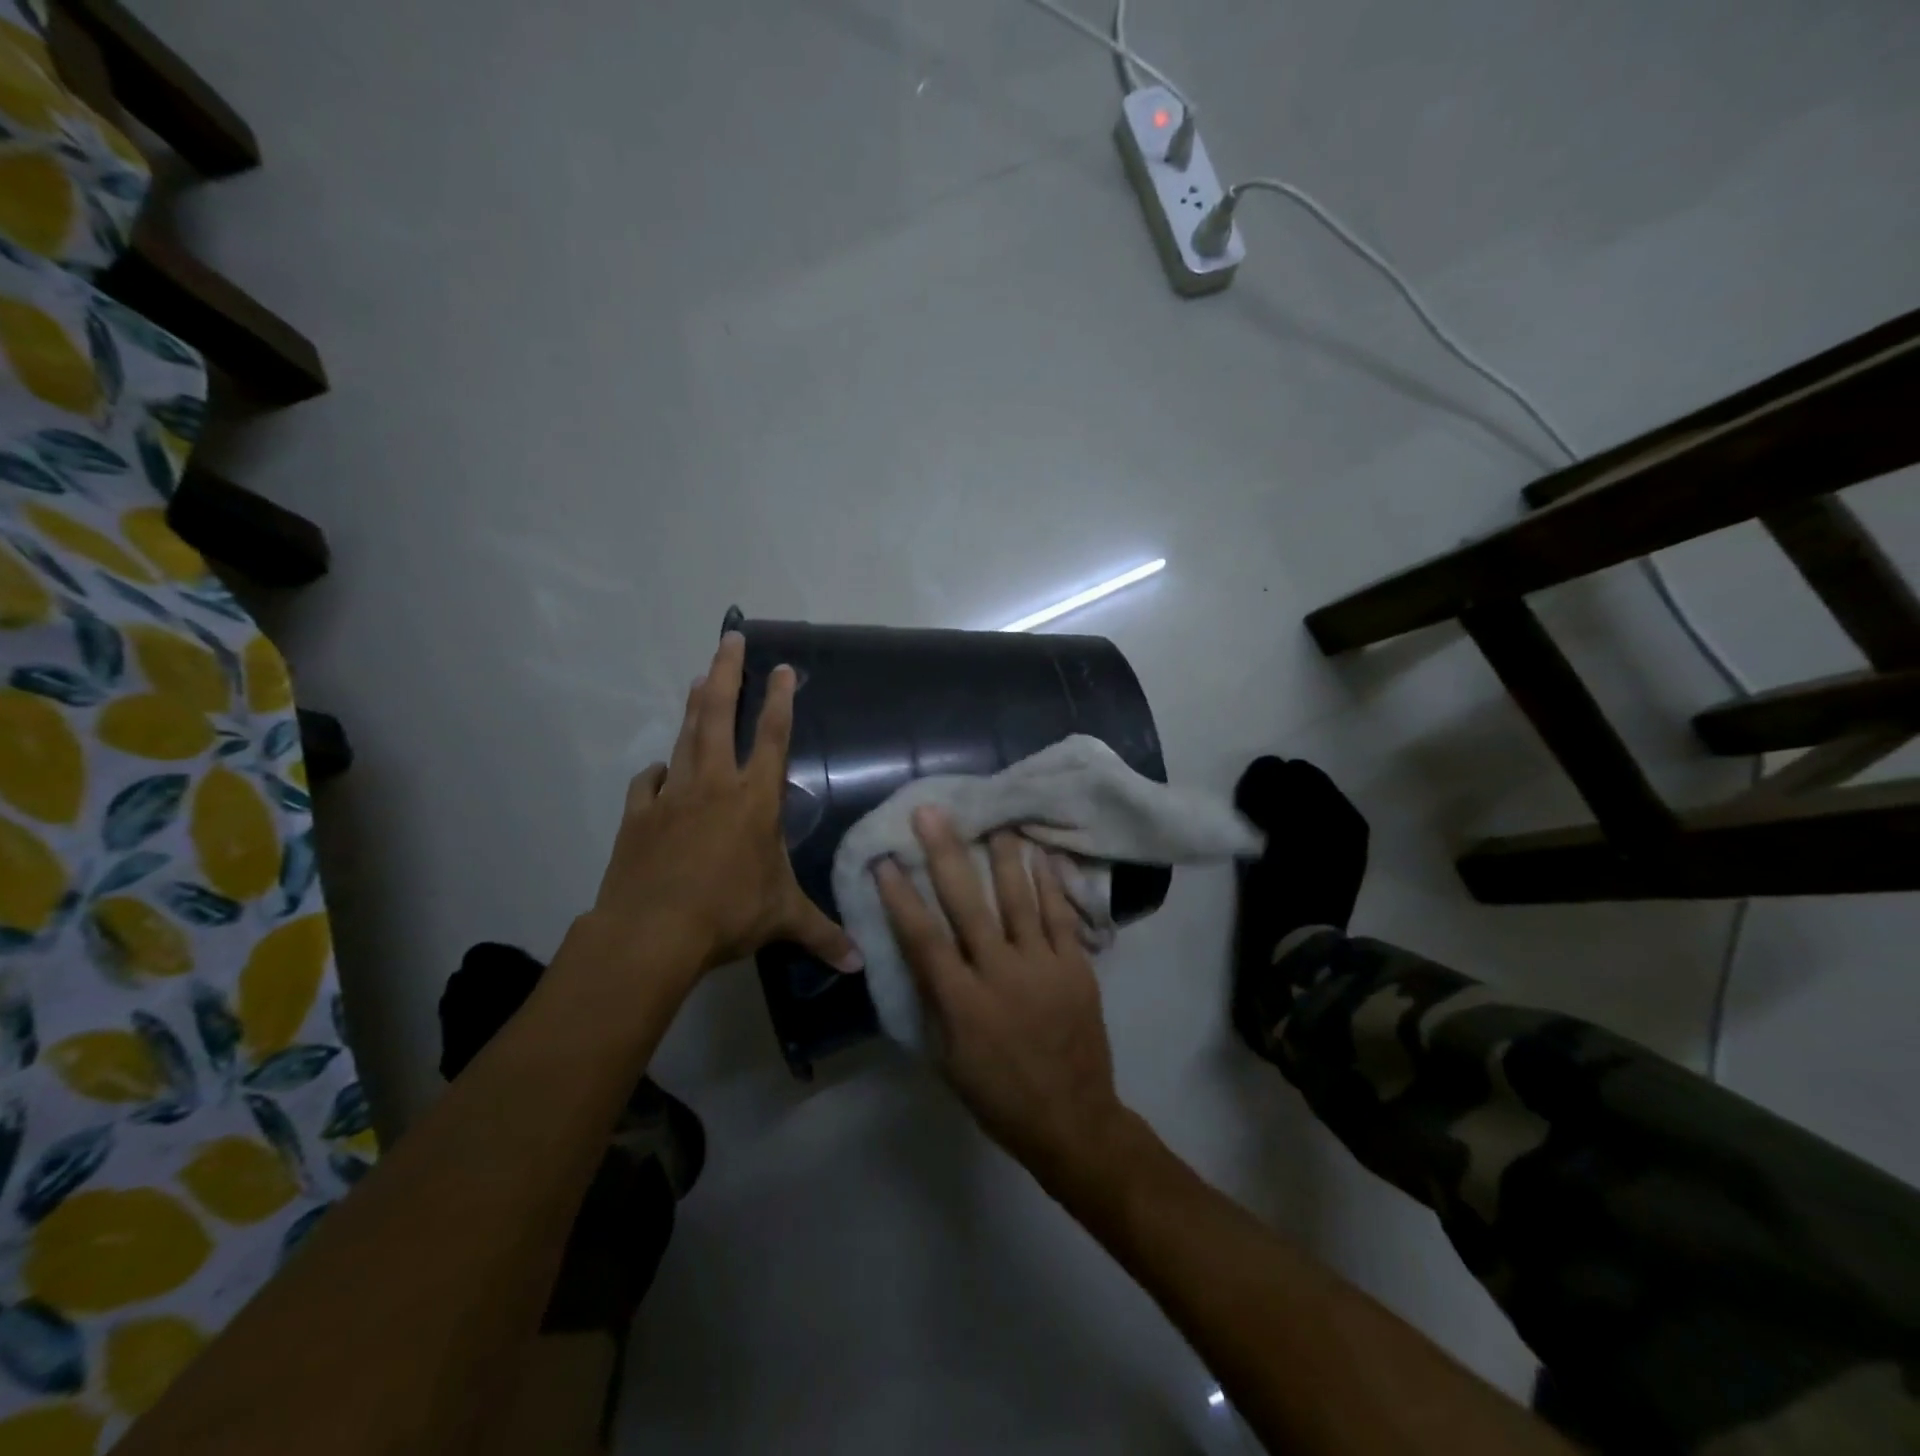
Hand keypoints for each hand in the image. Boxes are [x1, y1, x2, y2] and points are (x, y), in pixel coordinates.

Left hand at [587, 632, 861, 986]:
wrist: (651, 932)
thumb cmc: (728, 914)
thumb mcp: (783, 920)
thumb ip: (823, 935)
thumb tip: (861, 964)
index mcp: (755, 800)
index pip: (772, 737)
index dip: (779, 699)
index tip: (782, 667)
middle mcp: (714, 785)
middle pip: (719, 717)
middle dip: (727, 673)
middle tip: (729, 637)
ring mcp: (672, 795)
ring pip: (685, 737)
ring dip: (694, 704)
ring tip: (700, 675)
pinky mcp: (639, 815)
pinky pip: (649, 782)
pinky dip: (657, 771)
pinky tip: (661, 769)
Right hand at [873, 807, 1131, 1186]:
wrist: (1073, 1120)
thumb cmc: (998, 1096)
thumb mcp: (948, 1059)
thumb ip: (934, 1002)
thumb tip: (920, 954)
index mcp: (963, 1003)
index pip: (923, 939)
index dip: (901, 897)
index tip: (885, 860)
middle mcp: (1001, 974)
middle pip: (968, 905)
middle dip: (946, 855)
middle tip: (933, 813)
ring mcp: (1043, 966)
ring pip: (1020, 899)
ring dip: (1004, 855)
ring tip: (996, 819)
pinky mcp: (1076, 967)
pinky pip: (1061, 915)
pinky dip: (1051, 883)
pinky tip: (1043, 853)